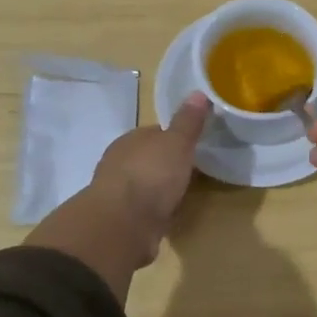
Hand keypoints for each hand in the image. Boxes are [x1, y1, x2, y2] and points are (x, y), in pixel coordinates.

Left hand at [87, 93, 210, 258]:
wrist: (123, 224)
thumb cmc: (151, 175)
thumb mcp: (177, 143)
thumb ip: (188, 122)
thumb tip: (198, 92)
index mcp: (131, 140)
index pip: (155, 133)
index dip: (175, 137)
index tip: (195, 144)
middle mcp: (120, 163)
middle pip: (149, 158)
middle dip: (167, 163)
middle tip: (194, 169)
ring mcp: (119, 193)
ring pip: (145, 185)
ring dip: (160, 189)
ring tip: (184, 193)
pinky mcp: (122, 220)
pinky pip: (144, 209)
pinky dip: (155, 210)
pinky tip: (169, 215)